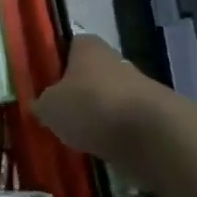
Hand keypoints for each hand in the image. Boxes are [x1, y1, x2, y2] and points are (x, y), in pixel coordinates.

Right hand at [33, 35, 168, 162]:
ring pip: (111, 100)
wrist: (153, 137)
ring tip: (79, 138)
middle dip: (79, 92)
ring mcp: (140, 89)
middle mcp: (116, 61)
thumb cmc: (92, 107)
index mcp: (89, 48)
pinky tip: (102, 151)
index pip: (71, 45)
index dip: (58, 62)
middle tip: (60, 114)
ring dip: (99, 116)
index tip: (46, 83)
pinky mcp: (156, 118)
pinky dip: (116, 136)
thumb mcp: (50, 106)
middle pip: (93, 74)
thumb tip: (40, 106)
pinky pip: (127, 125)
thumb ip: (43, 103)